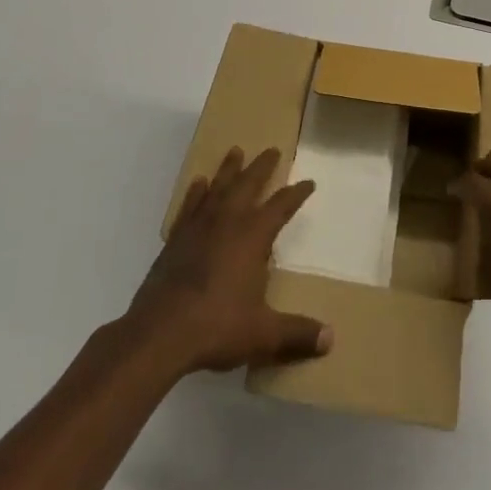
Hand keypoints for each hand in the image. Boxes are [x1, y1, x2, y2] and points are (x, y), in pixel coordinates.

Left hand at [124, 147, 332, 376]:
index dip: (296, 194)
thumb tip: (331, 339)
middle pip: (248, 185)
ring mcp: (198, 228)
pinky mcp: (176, 240)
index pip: (281, 207)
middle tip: (272, 150)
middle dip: (262, 167)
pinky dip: (196, 193)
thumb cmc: (217, 326)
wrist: (159, 334)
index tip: (308, 182)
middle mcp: (227, 222)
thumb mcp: (264, 334)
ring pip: (218, 188)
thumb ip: (297, 333)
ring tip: (235, 151)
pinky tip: (198, 184)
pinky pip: (189, 206)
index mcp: (252, 236)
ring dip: (229, 170)